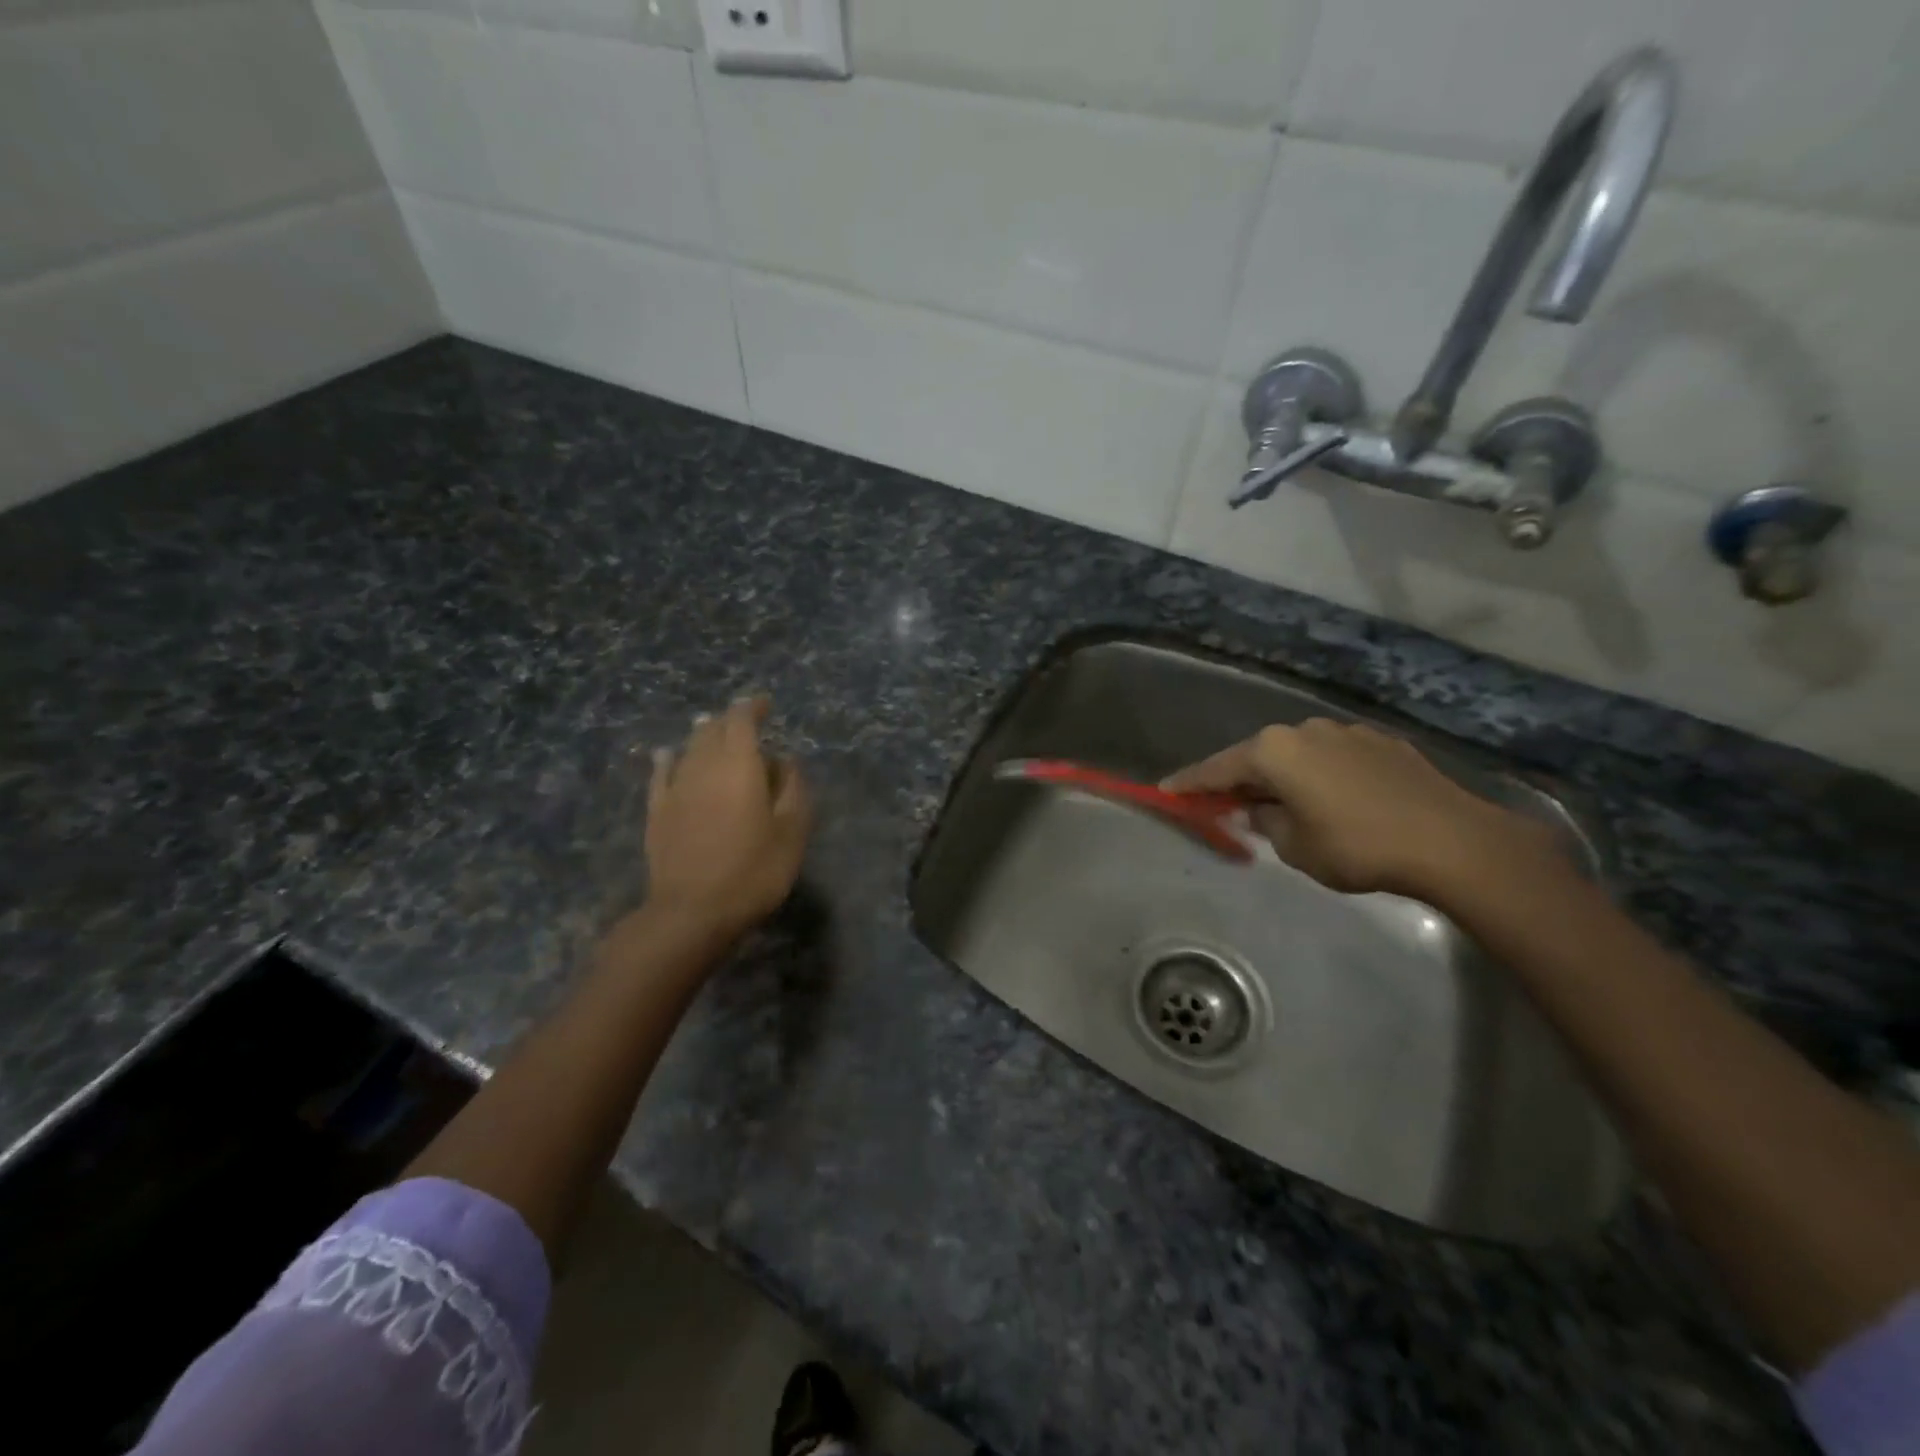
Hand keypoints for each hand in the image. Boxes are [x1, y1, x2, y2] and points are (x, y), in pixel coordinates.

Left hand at [643, 696, 811, 940]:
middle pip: (712, 730)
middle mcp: (703, 766)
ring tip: (712, 730)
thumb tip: (787, 760)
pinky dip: (668, 759)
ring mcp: (675, 788)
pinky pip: (661, 774)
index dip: (752, 707)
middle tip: (745, 722)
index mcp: (739, 765)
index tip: (764, 703)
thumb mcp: (792, 832)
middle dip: (729, 720)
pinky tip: (667, 755)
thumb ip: (794, 790)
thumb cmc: (752, 871)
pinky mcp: (657, 812)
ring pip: (688, 748)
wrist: (691, 912)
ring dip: (703, 735)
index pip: (741, 720)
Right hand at [1166, 718, 1556, 900]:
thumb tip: (1262, 810)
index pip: (1217, 769)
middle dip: (1242, 780)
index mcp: (1274, 751)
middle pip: (1258, 756)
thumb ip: (1266, 822)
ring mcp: (1346, 732)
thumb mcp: (1294, 846)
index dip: (1190, 784)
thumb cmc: (1357, 846)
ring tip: (1289, 806)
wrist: (1452, 841)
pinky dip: (1323, 775)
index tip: (1166, 790)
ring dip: (1286, 777)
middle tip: (1230, 805)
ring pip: (1299, 754)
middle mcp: (1304, 730)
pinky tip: (1337, 801)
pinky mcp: (1382, 742)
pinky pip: (1334, 758)